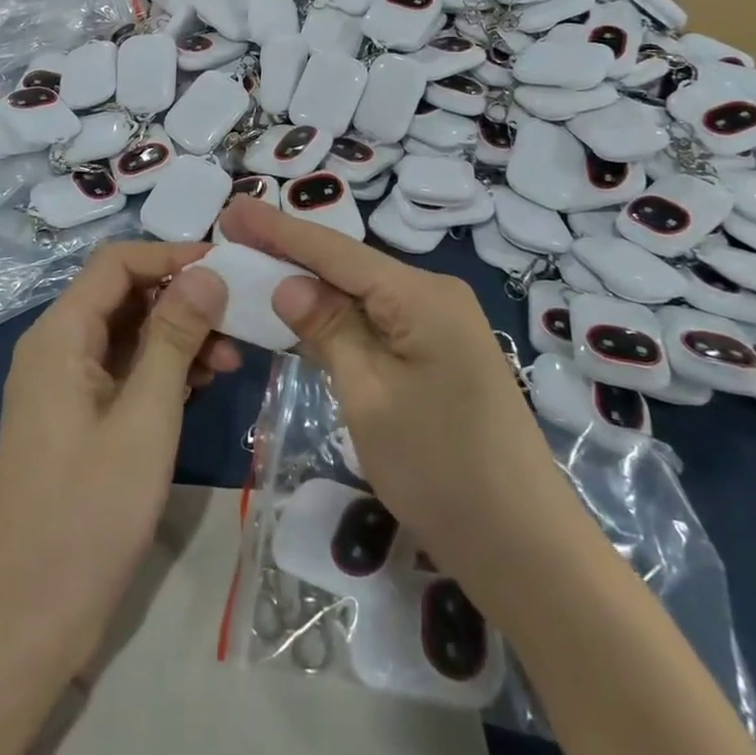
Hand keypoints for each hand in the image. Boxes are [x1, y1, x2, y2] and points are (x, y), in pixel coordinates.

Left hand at [0, 244, 238, 675]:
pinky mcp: (76, 417)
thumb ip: (175, 336)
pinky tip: (201, 385)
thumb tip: (206, 272)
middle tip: (237, 319)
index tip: (227, 267)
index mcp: (60, 335)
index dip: (171, 255)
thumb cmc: (90, 510)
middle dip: (181, 298)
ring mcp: (63, 384)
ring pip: (127, 333)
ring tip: (230, 359)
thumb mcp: (145, 416)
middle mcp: (56, 347)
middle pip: (123, 295)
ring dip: (177, 336)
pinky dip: (162, 369)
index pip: (116, 262)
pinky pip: (122, 370)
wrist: (29, 615)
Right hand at [216, 199, 561, 590]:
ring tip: (254, 264)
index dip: (278, 229)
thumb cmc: (440, 469)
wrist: (524, 546)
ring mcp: (440, 325)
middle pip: (348, 265)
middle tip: (233, 233)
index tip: (231, 208)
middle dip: (289, 251)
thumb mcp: (369, 395)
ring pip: (361, 293)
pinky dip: (336, 317)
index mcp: (421, 295)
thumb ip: (328, 329)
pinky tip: (301, 312)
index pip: (335, 251)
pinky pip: (377, 321)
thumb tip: (287, 283)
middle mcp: (433, 296)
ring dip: (310, 284)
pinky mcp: (438, 354)